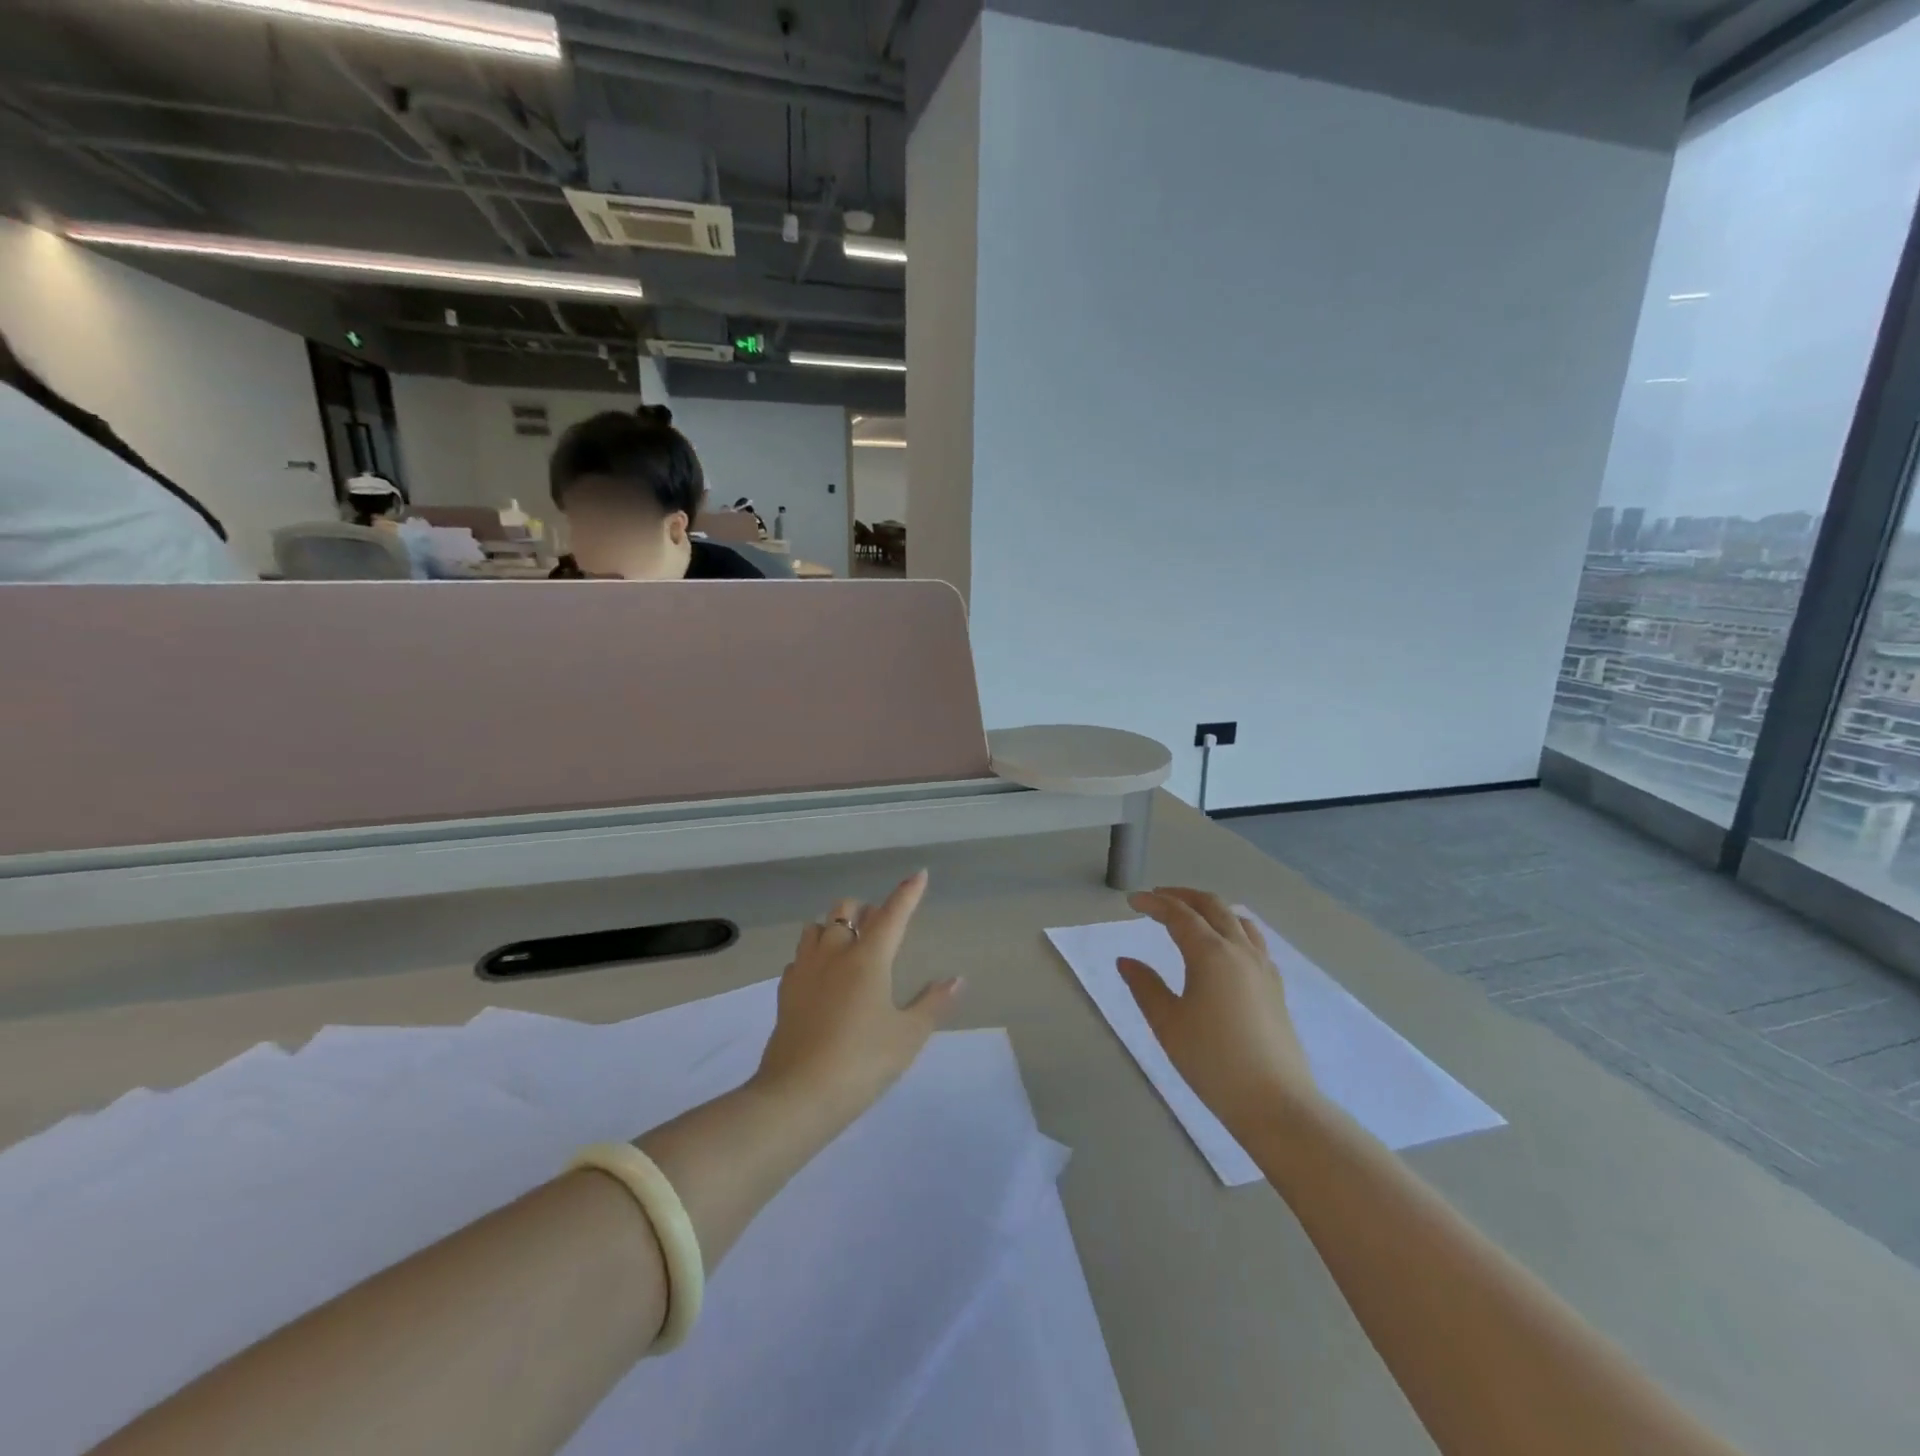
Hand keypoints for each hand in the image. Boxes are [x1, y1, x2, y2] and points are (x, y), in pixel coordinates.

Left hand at [752, 870, 963, 1123]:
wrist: (797, 1095)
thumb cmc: (861, 1062)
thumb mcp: (908, 1036)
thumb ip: (933, 1003)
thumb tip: (956, 979)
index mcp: (868, 958)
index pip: (892, 914)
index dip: (907, 893)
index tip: (918, 874)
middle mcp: (834, 953)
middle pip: (845, 910)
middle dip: (864, 910)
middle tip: (879, 925)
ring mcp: (805, 970)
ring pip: (816, 927)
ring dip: (834, 927)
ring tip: (848, 946)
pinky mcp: (785, 992)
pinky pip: (800, 957)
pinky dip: (814, 955)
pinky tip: (822, 977)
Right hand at [1117, 888, 1321, 1134]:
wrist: (1275, 1102)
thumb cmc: (1213, 1062)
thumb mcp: (1167, 1024)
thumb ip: (1145, 986)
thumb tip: (1126, 961)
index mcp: (1211, 953)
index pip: (1178, 914)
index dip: (1153, 903)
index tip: (1132, 902)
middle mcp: (1240, 950)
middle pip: (1212, 906)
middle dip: (1182, 896)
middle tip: (1157, 899)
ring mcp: (1263, 967)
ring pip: (1237, 919)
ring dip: (1210, 908)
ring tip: (1190, 915)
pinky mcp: (1275, 986)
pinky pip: (1253, 940)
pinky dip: (1232, 927)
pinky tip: (1223, 946)